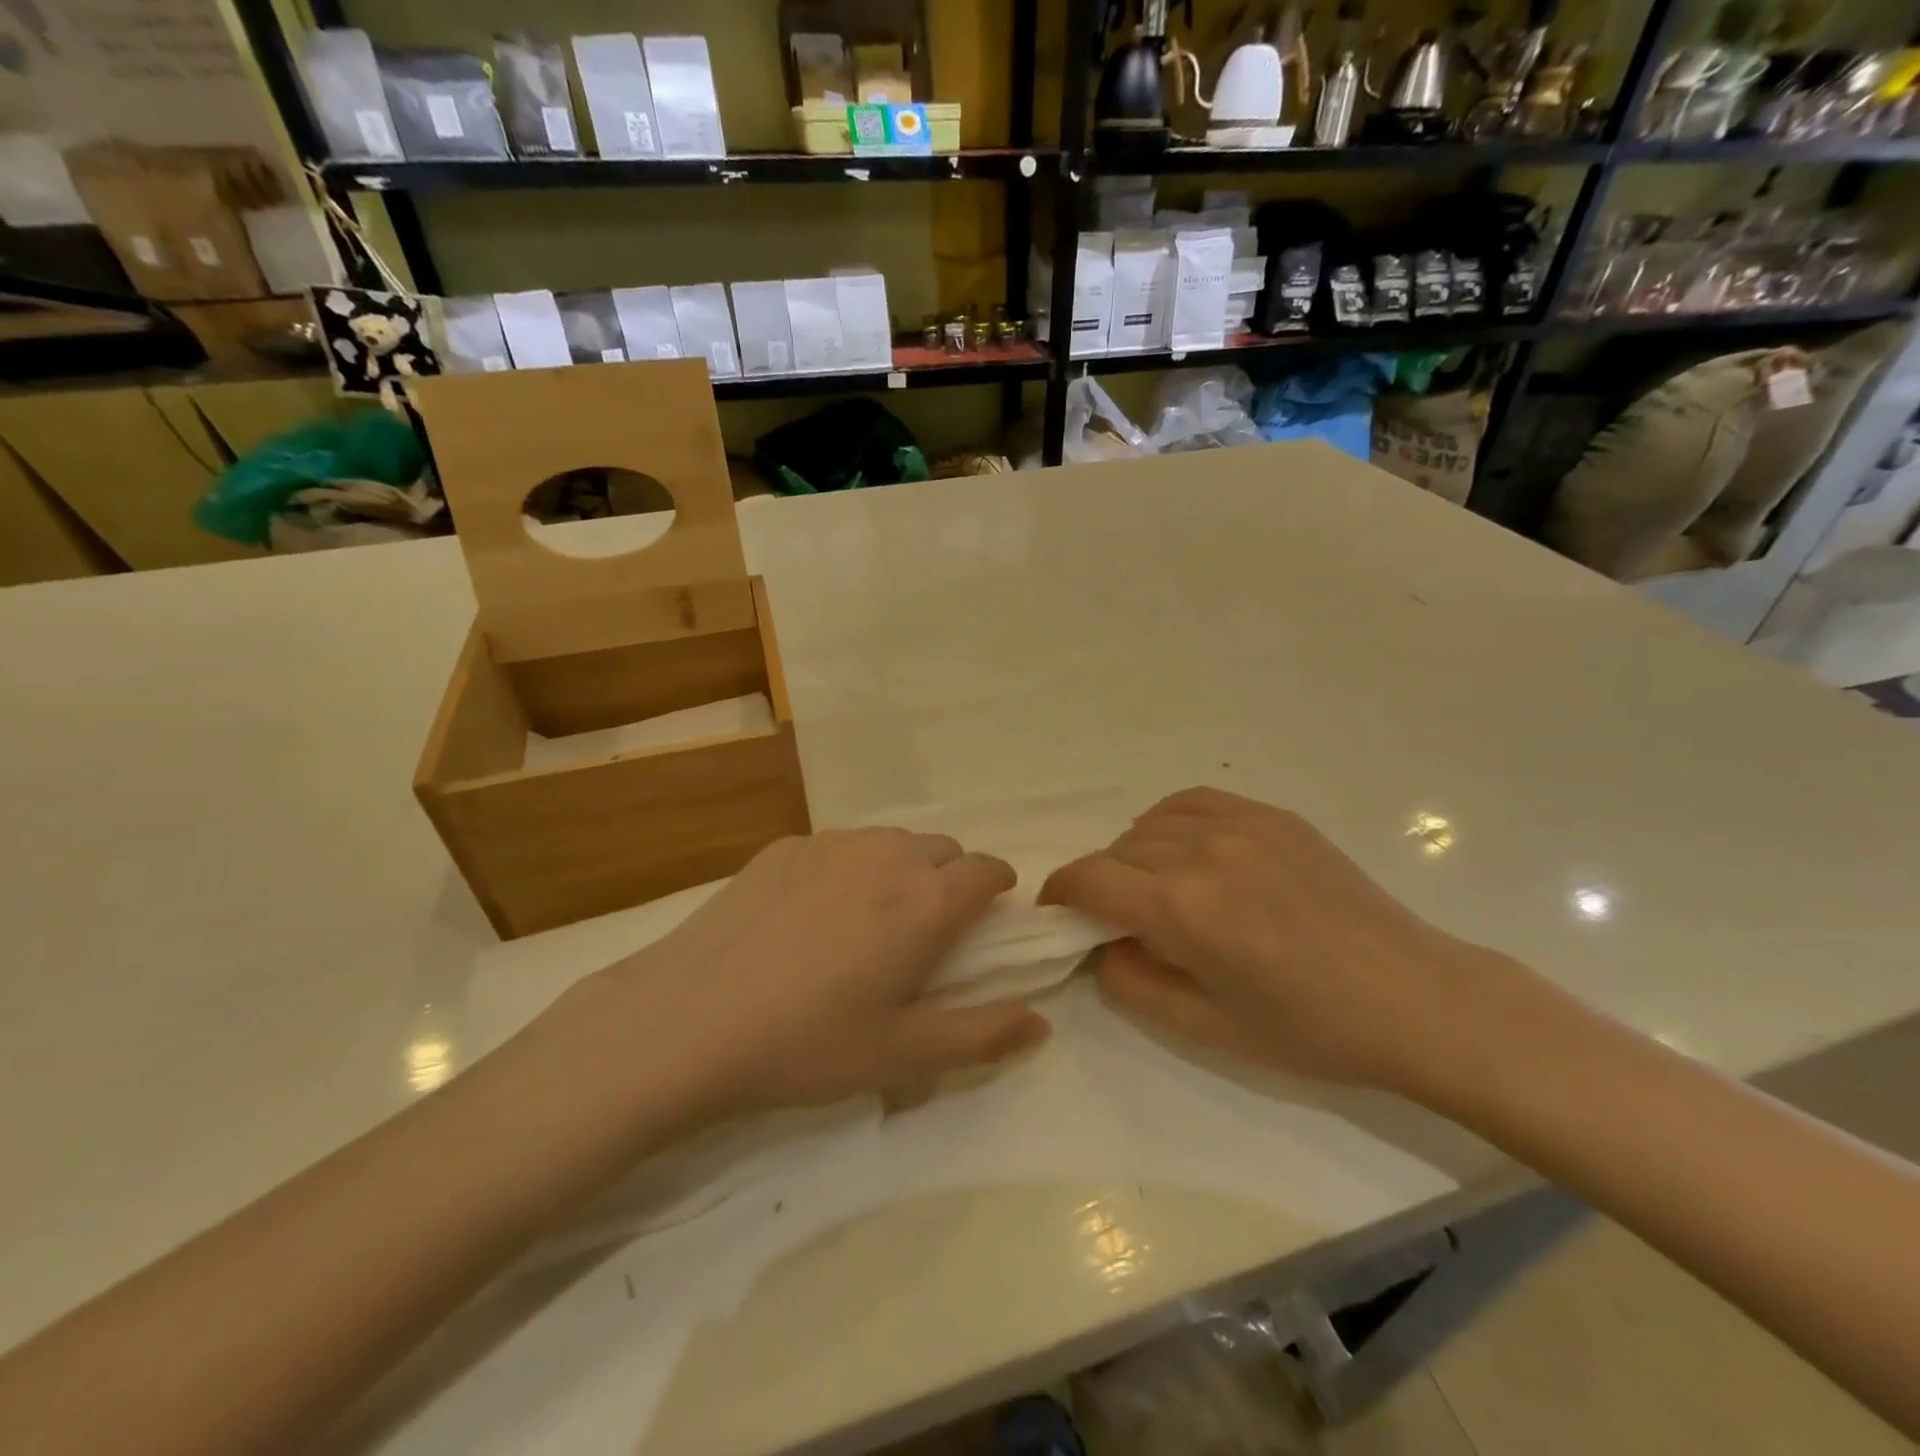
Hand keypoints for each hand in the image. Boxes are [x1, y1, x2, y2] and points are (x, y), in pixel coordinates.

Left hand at [596, 830, 1050, 1114]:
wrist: (688, 1020)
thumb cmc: (808, 1043)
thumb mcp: (904, 1055)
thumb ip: (983, 1035)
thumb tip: (1041, 1022)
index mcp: (926, 901)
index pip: (987, 869)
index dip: (997, 889)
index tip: (987, 919)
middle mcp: (887, 855)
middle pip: (942, 848)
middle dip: (951, 879)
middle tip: (925, 931)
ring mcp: (831, 843)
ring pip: (891, 840)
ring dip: (901, 868)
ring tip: (870, 919)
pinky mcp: (784, 846)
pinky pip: (840, 844)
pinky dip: (850, 866)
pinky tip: (813, 913)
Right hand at [1042, 788, 1522, 1096]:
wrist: (1414, 998)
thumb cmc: (1309, 1029)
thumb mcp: (1206, 1028)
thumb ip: (1131, 983)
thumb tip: (1100, 945)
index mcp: (1184, 908)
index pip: (1089, 879)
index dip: (1060, 893)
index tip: (1057, 913)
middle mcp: (1203, 851)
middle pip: (1116, 851)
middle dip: (1102, 885)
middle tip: (1118, 921)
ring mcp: (1241, 825)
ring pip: (1149, 824)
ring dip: (1135, 855)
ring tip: (1156, 890)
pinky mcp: (1271, 815)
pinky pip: (1191, 803)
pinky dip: (1169, 823)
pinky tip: (1184, 852)